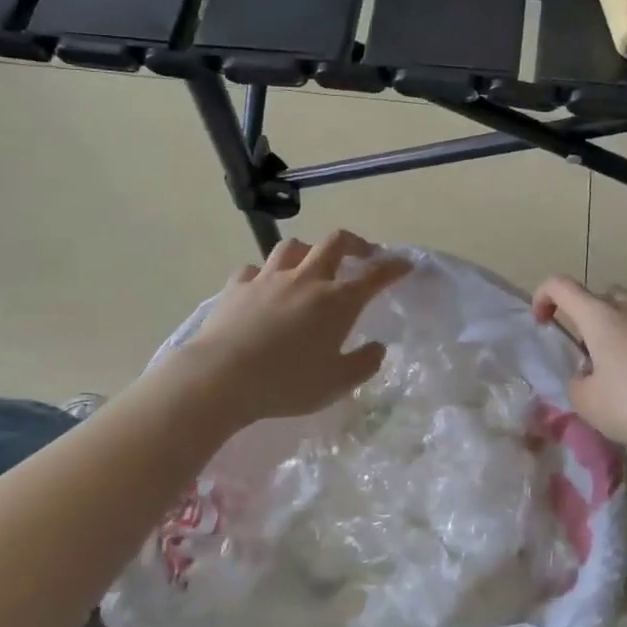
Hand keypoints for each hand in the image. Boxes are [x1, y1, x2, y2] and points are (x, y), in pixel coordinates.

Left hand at [180, 231, 410, 425]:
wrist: (221, 377)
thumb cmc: (286, 383)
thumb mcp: (336, 384)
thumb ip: (363, 364)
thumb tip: (377, 347)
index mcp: (337, 301)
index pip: (375, 275)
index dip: (393, 266)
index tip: (405, 264)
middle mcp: (306, 280)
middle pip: (335, 242)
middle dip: (354, 242)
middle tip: (362, 254)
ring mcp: (269, 278)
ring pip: (293, 247)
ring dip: (308, 251)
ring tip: (310, 265)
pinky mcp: (237, 287)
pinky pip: (254, 269)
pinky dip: (264, 274)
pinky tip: (263, 287)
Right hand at [532, 276, 626, 468]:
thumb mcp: (588, 404)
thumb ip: (577, 383)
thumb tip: (588, 376)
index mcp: (601, 317)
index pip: (561, 286)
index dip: (544, 297)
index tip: (542, 323)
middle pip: (600, 295)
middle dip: (585, 315)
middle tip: (584, 352)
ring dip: (616, 330)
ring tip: (617, 370)